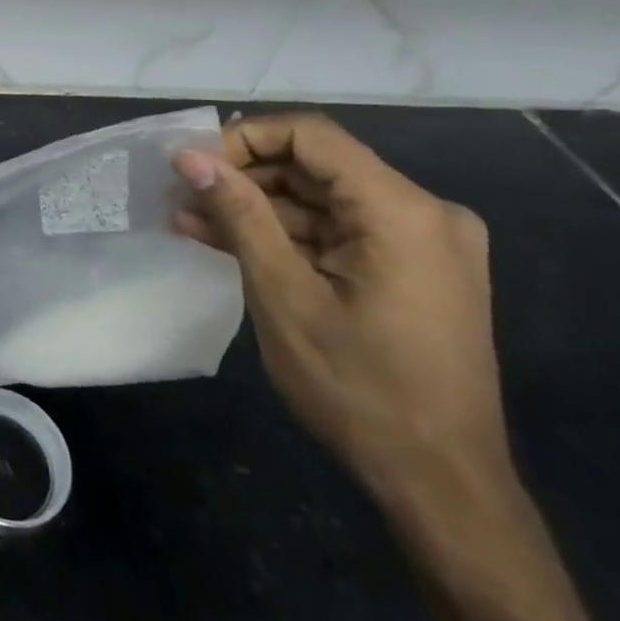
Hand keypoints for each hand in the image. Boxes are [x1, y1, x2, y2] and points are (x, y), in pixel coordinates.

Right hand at [171, 113, 510, 513]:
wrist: (440, 484)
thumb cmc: (359, 389)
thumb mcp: (284, 295)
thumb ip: (239, 215)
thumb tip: (189, 156)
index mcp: (403, 213)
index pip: (312, 136)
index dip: (244, 138)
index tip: (191, 165)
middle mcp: (424, 214)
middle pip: (315, 166)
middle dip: (242, 177)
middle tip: (179, 194)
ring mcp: (420, 244)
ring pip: (320, 201)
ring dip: (254, 209)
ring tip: (186, 218)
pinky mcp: (409, 269)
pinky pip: (335, 232)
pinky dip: (283, 236)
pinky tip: (224, 241)